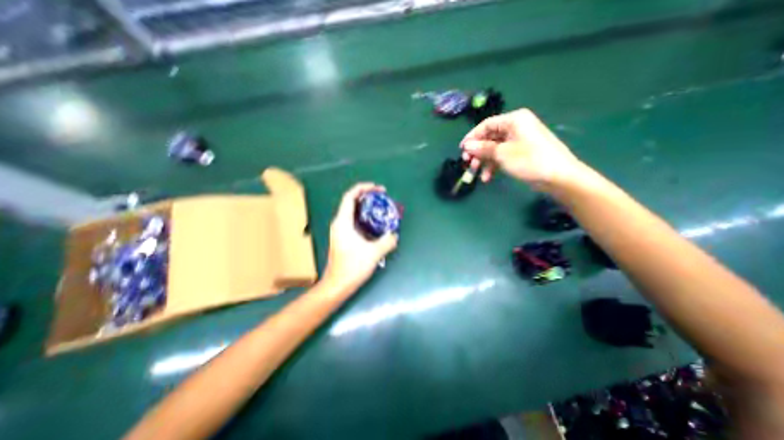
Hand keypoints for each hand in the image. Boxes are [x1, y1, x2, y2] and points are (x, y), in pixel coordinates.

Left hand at [323, 182, 397, 290]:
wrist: (337, 284)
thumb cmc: (352, 267)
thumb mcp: (374, 253)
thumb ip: (387, 241)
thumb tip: (395, 234)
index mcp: (343, 222)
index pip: (350, 196)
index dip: (363, 188)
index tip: (378, 188)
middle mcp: (339, 223)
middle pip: (352, 202)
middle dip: (367, 196)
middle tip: (383, 197)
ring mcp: (340, 231)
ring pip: (353, 212)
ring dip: (366, 207)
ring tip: (381, 208)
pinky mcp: (343, 238)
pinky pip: (354, 221)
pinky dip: (365, 218)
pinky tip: (376, 224)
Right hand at [461, 108, 584, 187]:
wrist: (558, 177)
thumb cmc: (529, 160)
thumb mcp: (502, 154)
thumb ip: (482, 149)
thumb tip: (466, 146)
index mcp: (513, 120)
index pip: (486, 125)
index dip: (471, 137)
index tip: (461, 150)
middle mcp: (515, 127)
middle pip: (489, 138)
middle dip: (477, 152)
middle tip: (468, 164)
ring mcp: (518, 140)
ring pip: (494, 149)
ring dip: (484, 161)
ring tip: (476, 174)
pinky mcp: (520, 152)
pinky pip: (502, 156)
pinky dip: (493, 166)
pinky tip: (487, 178)